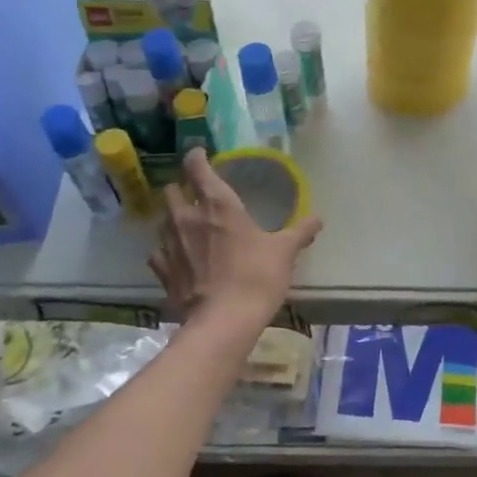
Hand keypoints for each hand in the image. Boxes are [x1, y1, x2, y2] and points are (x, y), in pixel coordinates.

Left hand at [150, 149, 322, 322]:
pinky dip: (167, 252)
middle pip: (171, 190)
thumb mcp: (285, 252)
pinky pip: (159, 253)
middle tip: (196, 195)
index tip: (201, 155)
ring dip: (173, 219)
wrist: (224, 322)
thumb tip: (318, 219)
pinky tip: (178, 258)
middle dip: (181, 189)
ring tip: (189, 226)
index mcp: (217, 204)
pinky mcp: (163, 272)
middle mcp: (187, 217)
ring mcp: (170, 245)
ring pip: (162, 220)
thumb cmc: (257, 276)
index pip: (197, 167)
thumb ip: (300, 232)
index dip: (196, 157)